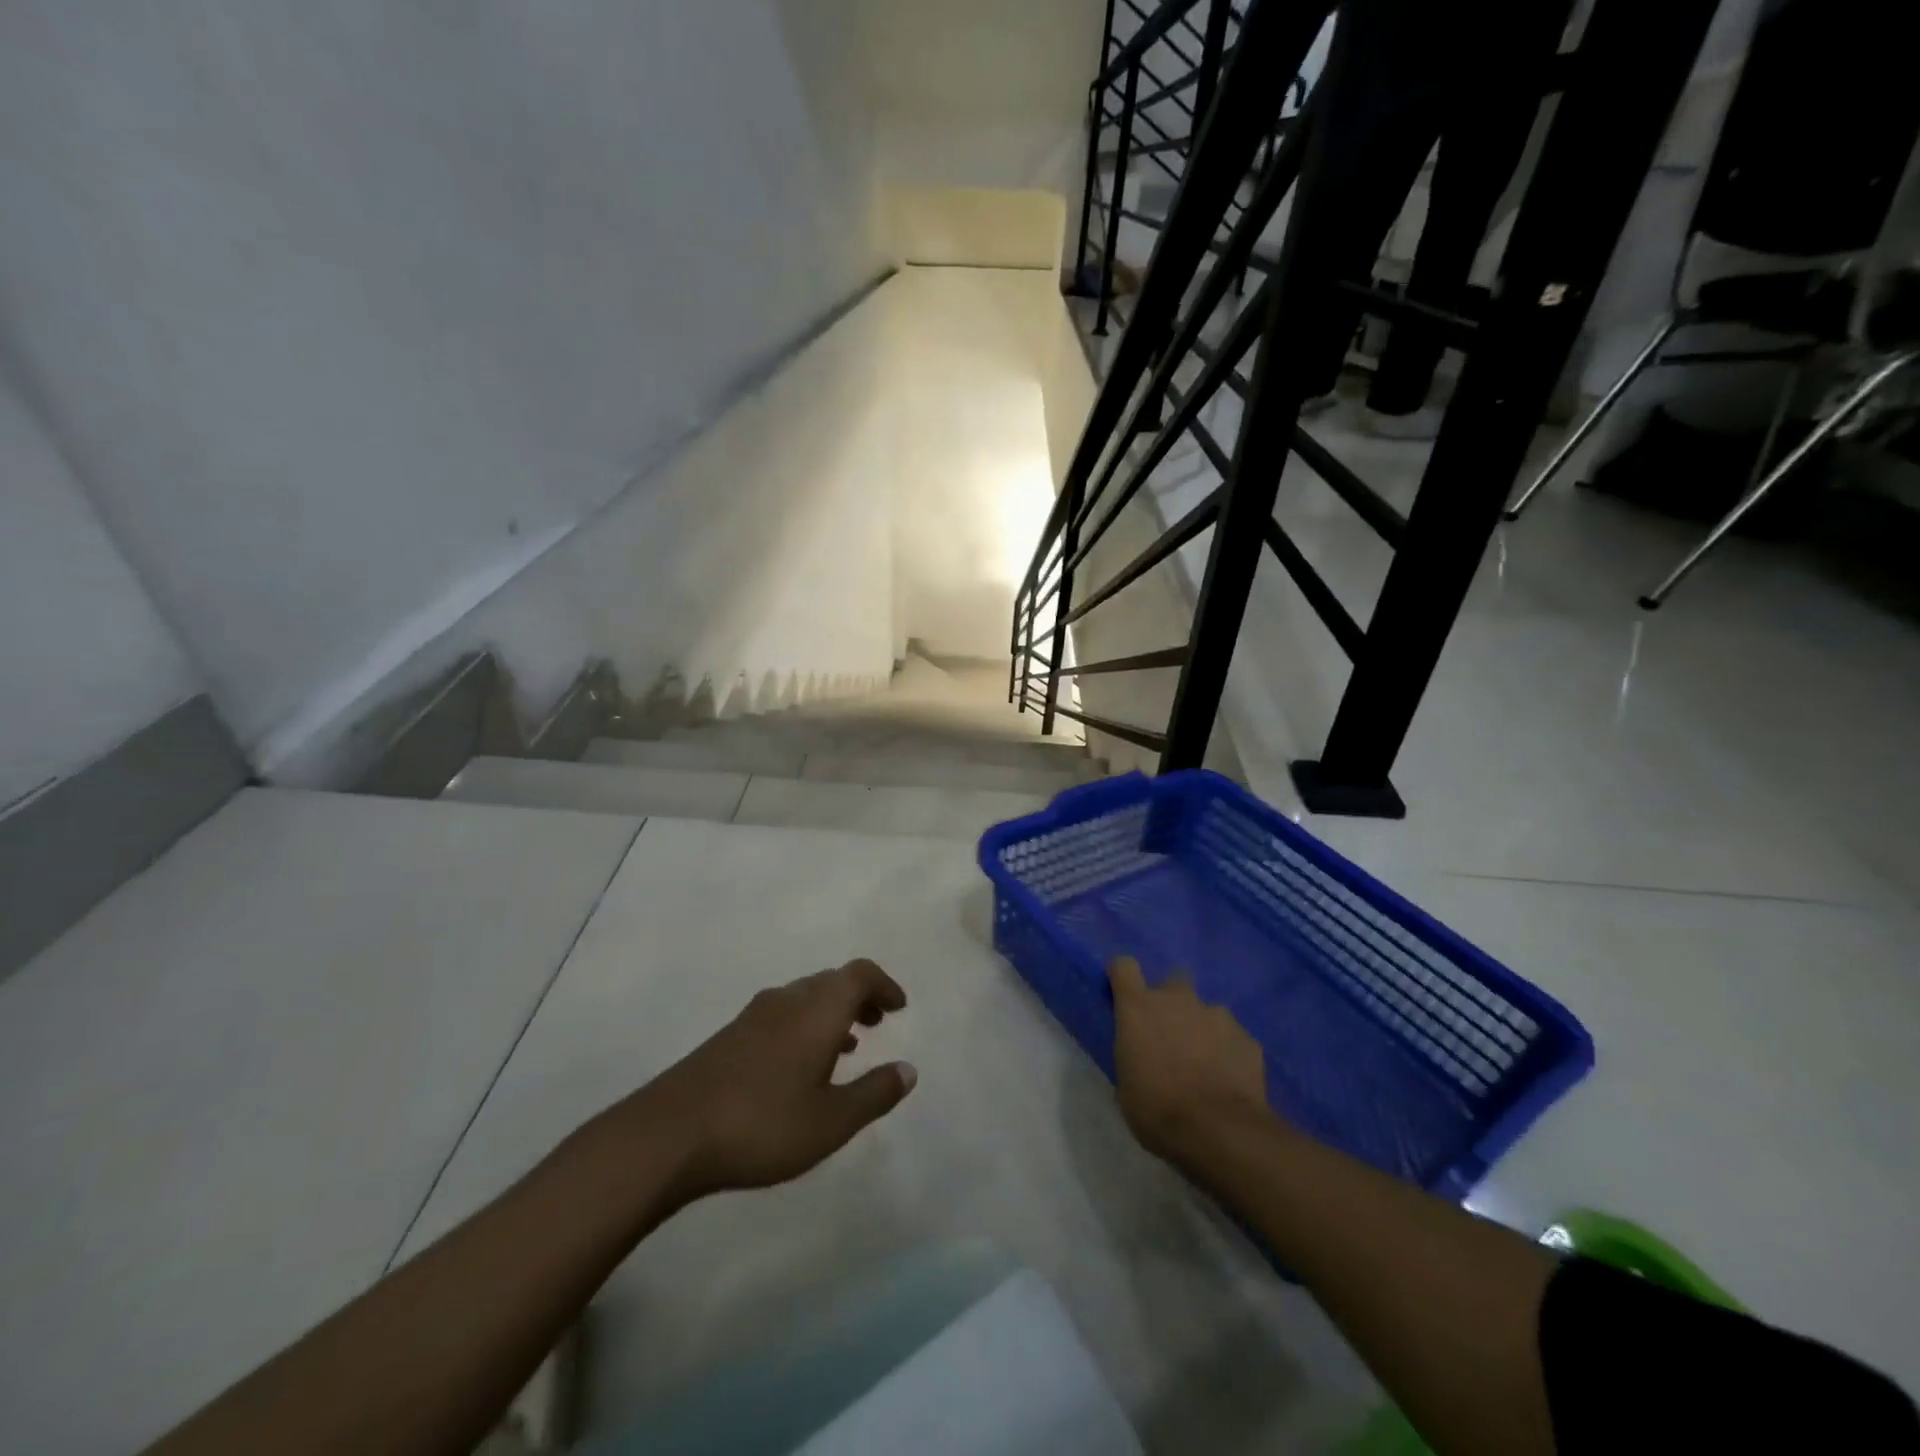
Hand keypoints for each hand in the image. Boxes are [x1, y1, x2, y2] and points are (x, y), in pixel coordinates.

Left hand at [631, 959, 915, 1201]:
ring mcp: (753, 1016)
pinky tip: (800, 1067)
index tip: (898, 1006)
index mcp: (817, 1009)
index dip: (883, 985)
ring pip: (804, 998)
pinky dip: (804, 1026)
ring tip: (846, 1046)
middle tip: (877, 1023)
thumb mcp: (831, 1121)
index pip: (859, 974)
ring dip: (831, 1012)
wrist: (669, 1134)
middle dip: (859, 997)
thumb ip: (874, 1093)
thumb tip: (909, 1069)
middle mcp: (787, 1000)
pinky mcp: (729, 1036)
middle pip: (831, 981)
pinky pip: (781, 1015)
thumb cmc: (762, 1124)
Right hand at [1108, 955, 1272, 1165]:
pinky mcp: (1247, 1037)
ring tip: (1206, 1065)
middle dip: (1172, 1003)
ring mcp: (1217, 1014)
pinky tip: (1229, 1080)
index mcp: (1139, 1007)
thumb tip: (1141, 1053)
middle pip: (1173, 982)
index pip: (1124, 966)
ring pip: (1207, 1011)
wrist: (1218, 1131)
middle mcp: (1178, 999)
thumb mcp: (1126, 1084)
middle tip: (1171, 1037)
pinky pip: (1233, 1037)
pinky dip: (1229, 1051)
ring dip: (1202, 1029)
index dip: (1123, 977)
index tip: (1124, 995)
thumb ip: (1134, 1053)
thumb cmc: (1157, 1109)